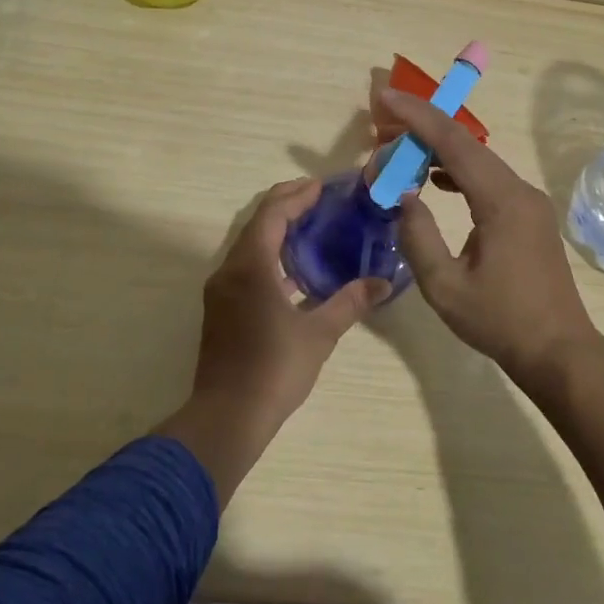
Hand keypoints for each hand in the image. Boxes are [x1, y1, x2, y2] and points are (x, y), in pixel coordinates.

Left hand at [159, 179, 386, 504]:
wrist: (227, 417)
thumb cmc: (274, 369)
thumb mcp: (319, 334)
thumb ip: (350, 302)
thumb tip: (382, 282)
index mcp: (251, 266)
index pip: (272, 214)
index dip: (296, 195)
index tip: (322, 186)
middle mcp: (229, 270)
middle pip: (257, 223)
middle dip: (286, 206)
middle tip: (319, 199)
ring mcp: (221, 290)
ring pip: (249, 245)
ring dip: (277, 231)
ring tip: (312, 228)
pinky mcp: (221, 309)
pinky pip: (246, 266)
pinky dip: (269, 257)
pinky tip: (295, 271)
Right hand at [377, 88, 598, 381]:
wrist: (559, 351)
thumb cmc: (500, 321)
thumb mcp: (444, 287)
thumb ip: (417, 237)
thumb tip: (404, 198)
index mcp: (501, 201)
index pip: (454, 143)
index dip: (418, 117)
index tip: (386, 98)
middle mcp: (519, 190)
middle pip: (466, 144)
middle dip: (424, 127)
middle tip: (384, 123)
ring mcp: (528, 201)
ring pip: (479, 159)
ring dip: (440, 150)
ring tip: (401, 151)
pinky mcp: (529, 214)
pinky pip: (489, 179)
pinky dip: (458, 171)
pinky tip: (435, 181)